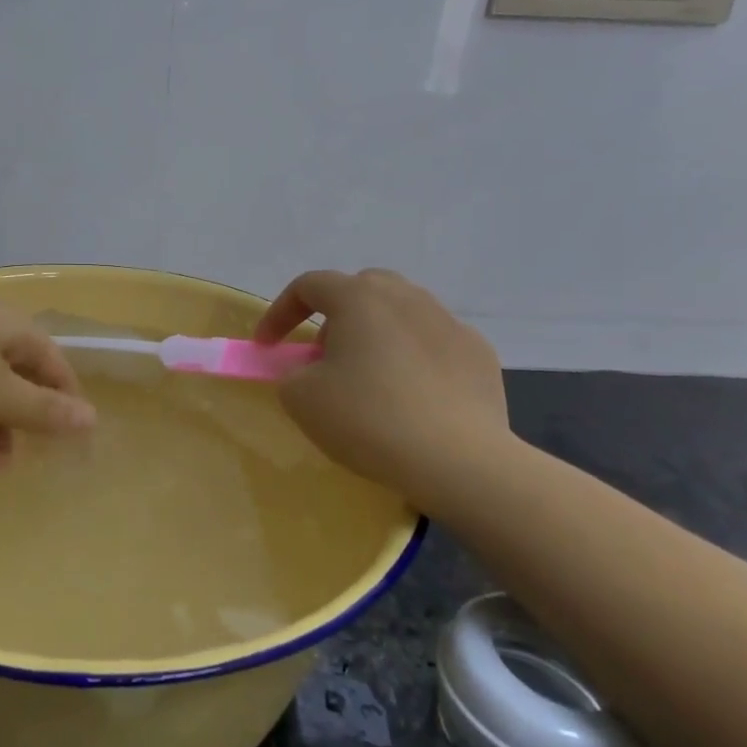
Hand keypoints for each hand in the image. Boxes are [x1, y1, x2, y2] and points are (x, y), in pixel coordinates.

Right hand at [254, 268, 509, 495]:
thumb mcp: (302, 399)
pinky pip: (433, 344)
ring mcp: (448, 322)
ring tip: (369, 379)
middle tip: (323, 357)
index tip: (267, 345)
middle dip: (334, 317)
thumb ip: (291, 373)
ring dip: (376, 336)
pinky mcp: (478, 353)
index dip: (280, 313)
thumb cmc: (368, 419)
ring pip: (400, 314)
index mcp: (359, 298)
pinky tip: (413, 398)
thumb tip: (308, 371)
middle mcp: (406, 296)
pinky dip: (414, 360)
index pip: (309, 286)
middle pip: (360, 290)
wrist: (458, 459)